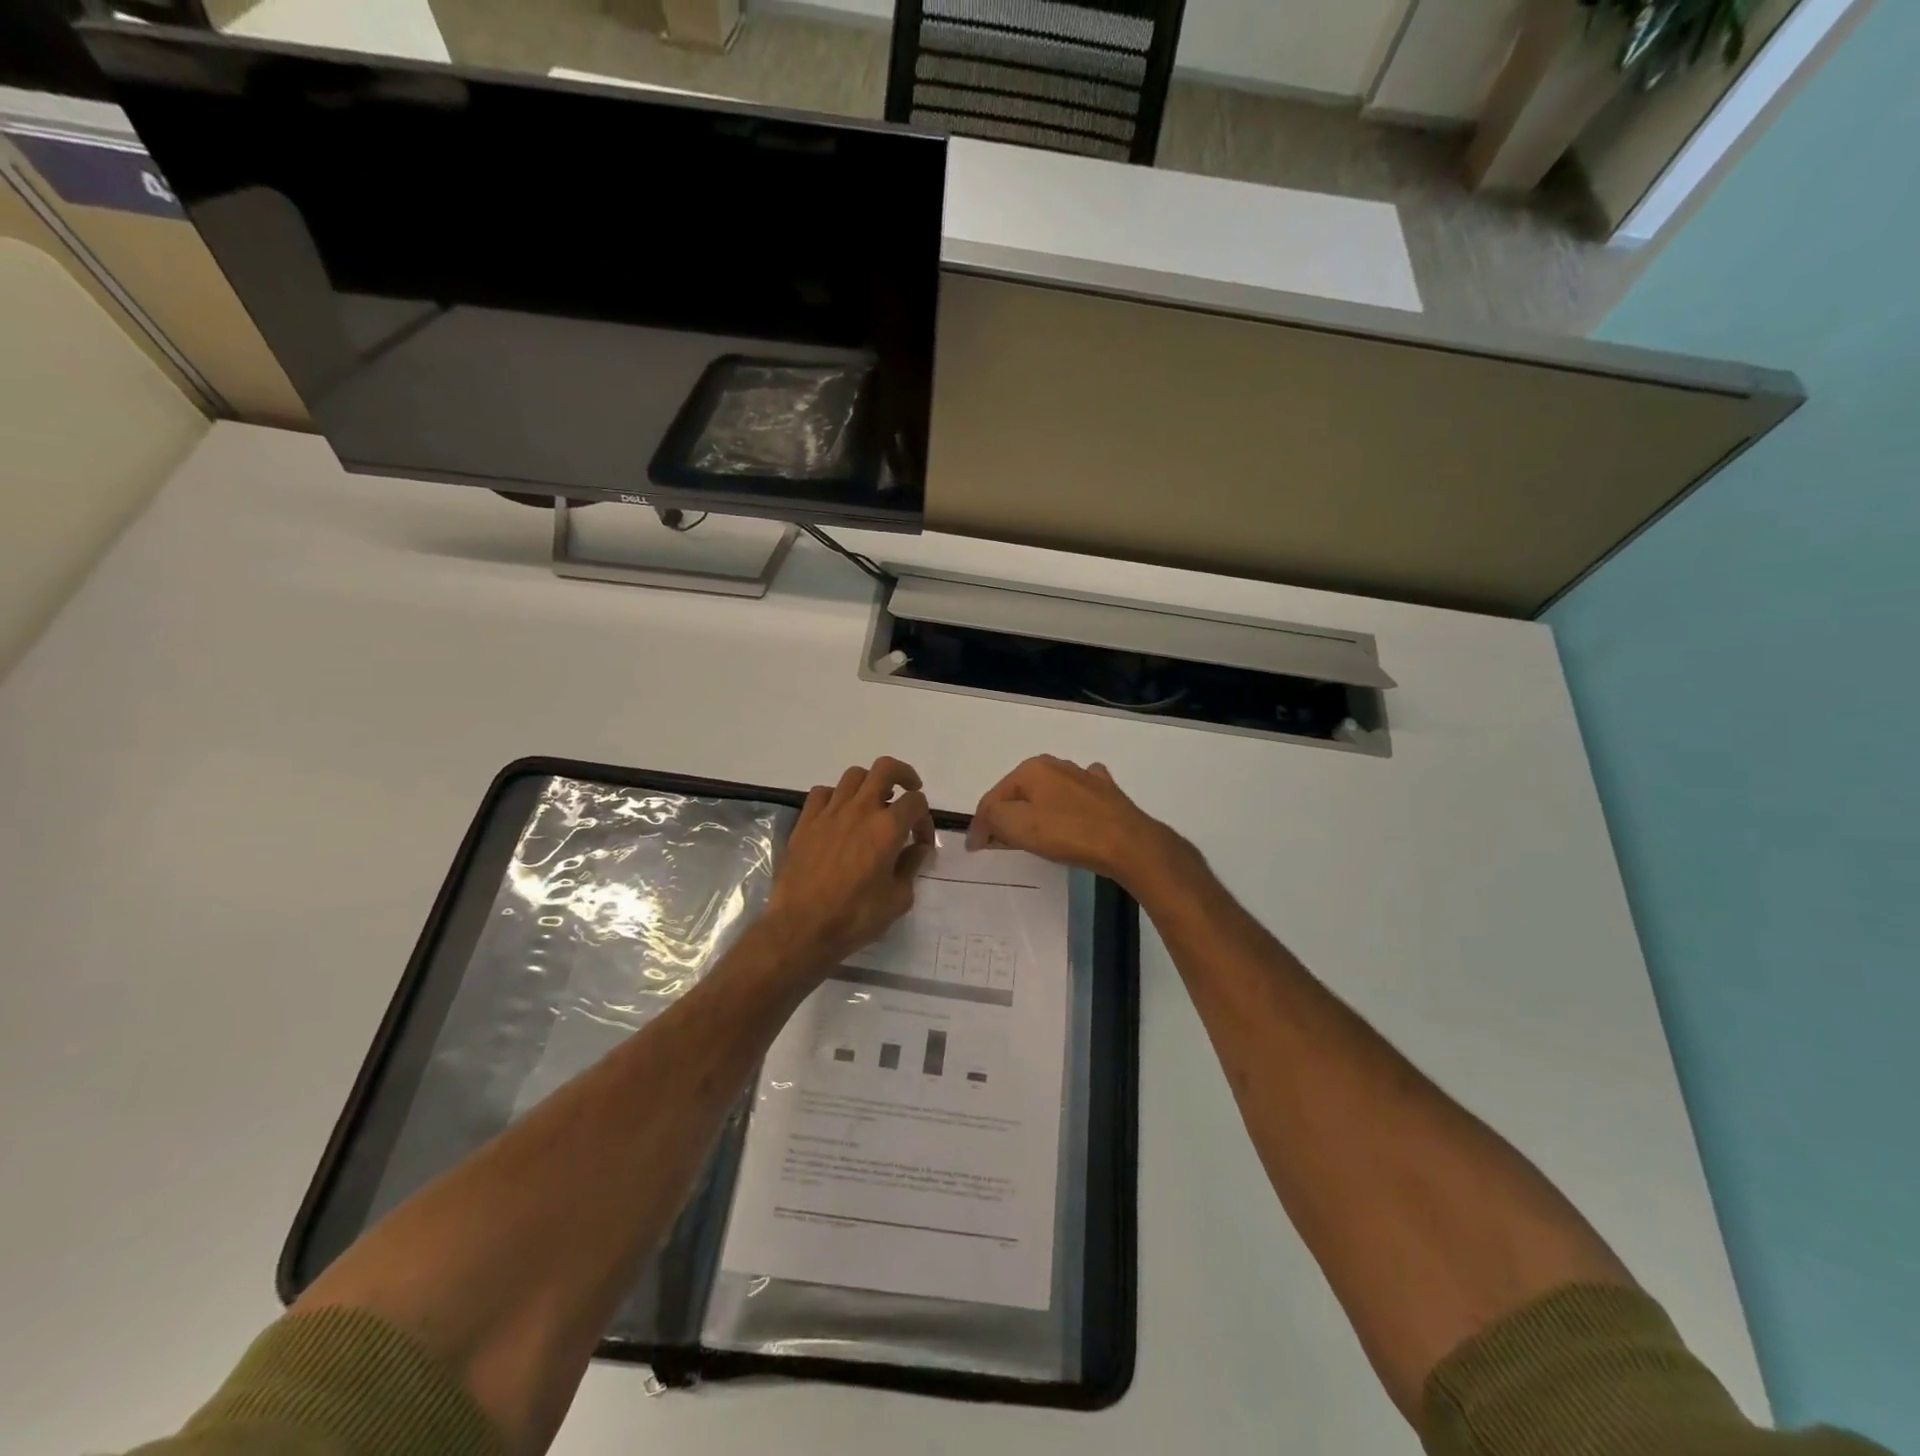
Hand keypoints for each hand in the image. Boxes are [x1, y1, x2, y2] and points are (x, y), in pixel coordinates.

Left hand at [765, 757, 936, 969]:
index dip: (925, 819)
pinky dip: (836, 796)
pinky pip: (823, 793)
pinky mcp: (806, 822)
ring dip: (869, 784)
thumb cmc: (855, 917)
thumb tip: (918, 849)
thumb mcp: (898, 899)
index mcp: (887, 828)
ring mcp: (830, 813)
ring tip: (873, 802)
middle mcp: (860, 810)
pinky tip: (839, 814)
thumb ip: (911, 867)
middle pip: (885, 769)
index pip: (916, 802)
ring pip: (853, 776)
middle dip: (903, 775)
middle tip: (908, 791)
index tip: (921, 842)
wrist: (802, 928)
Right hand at [966, 756, 1184, 889]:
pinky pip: (1075, 798)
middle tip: (1000, 843)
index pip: (994, 796)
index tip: (975, 849)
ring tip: (1031, 834)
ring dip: (1035, 811)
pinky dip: (1065, 807)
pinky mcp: (1106, 793)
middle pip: (1020, 793)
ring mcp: (1085, 777)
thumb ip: (992, 819)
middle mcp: (1057, 765)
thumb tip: (981, 827)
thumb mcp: (1018, 826)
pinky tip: (1069, 816)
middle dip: (1007, 815)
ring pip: (1047, 793)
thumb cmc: (1068, 833)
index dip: (981, 824)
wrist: (1128, 843)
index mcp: (1032, 769)